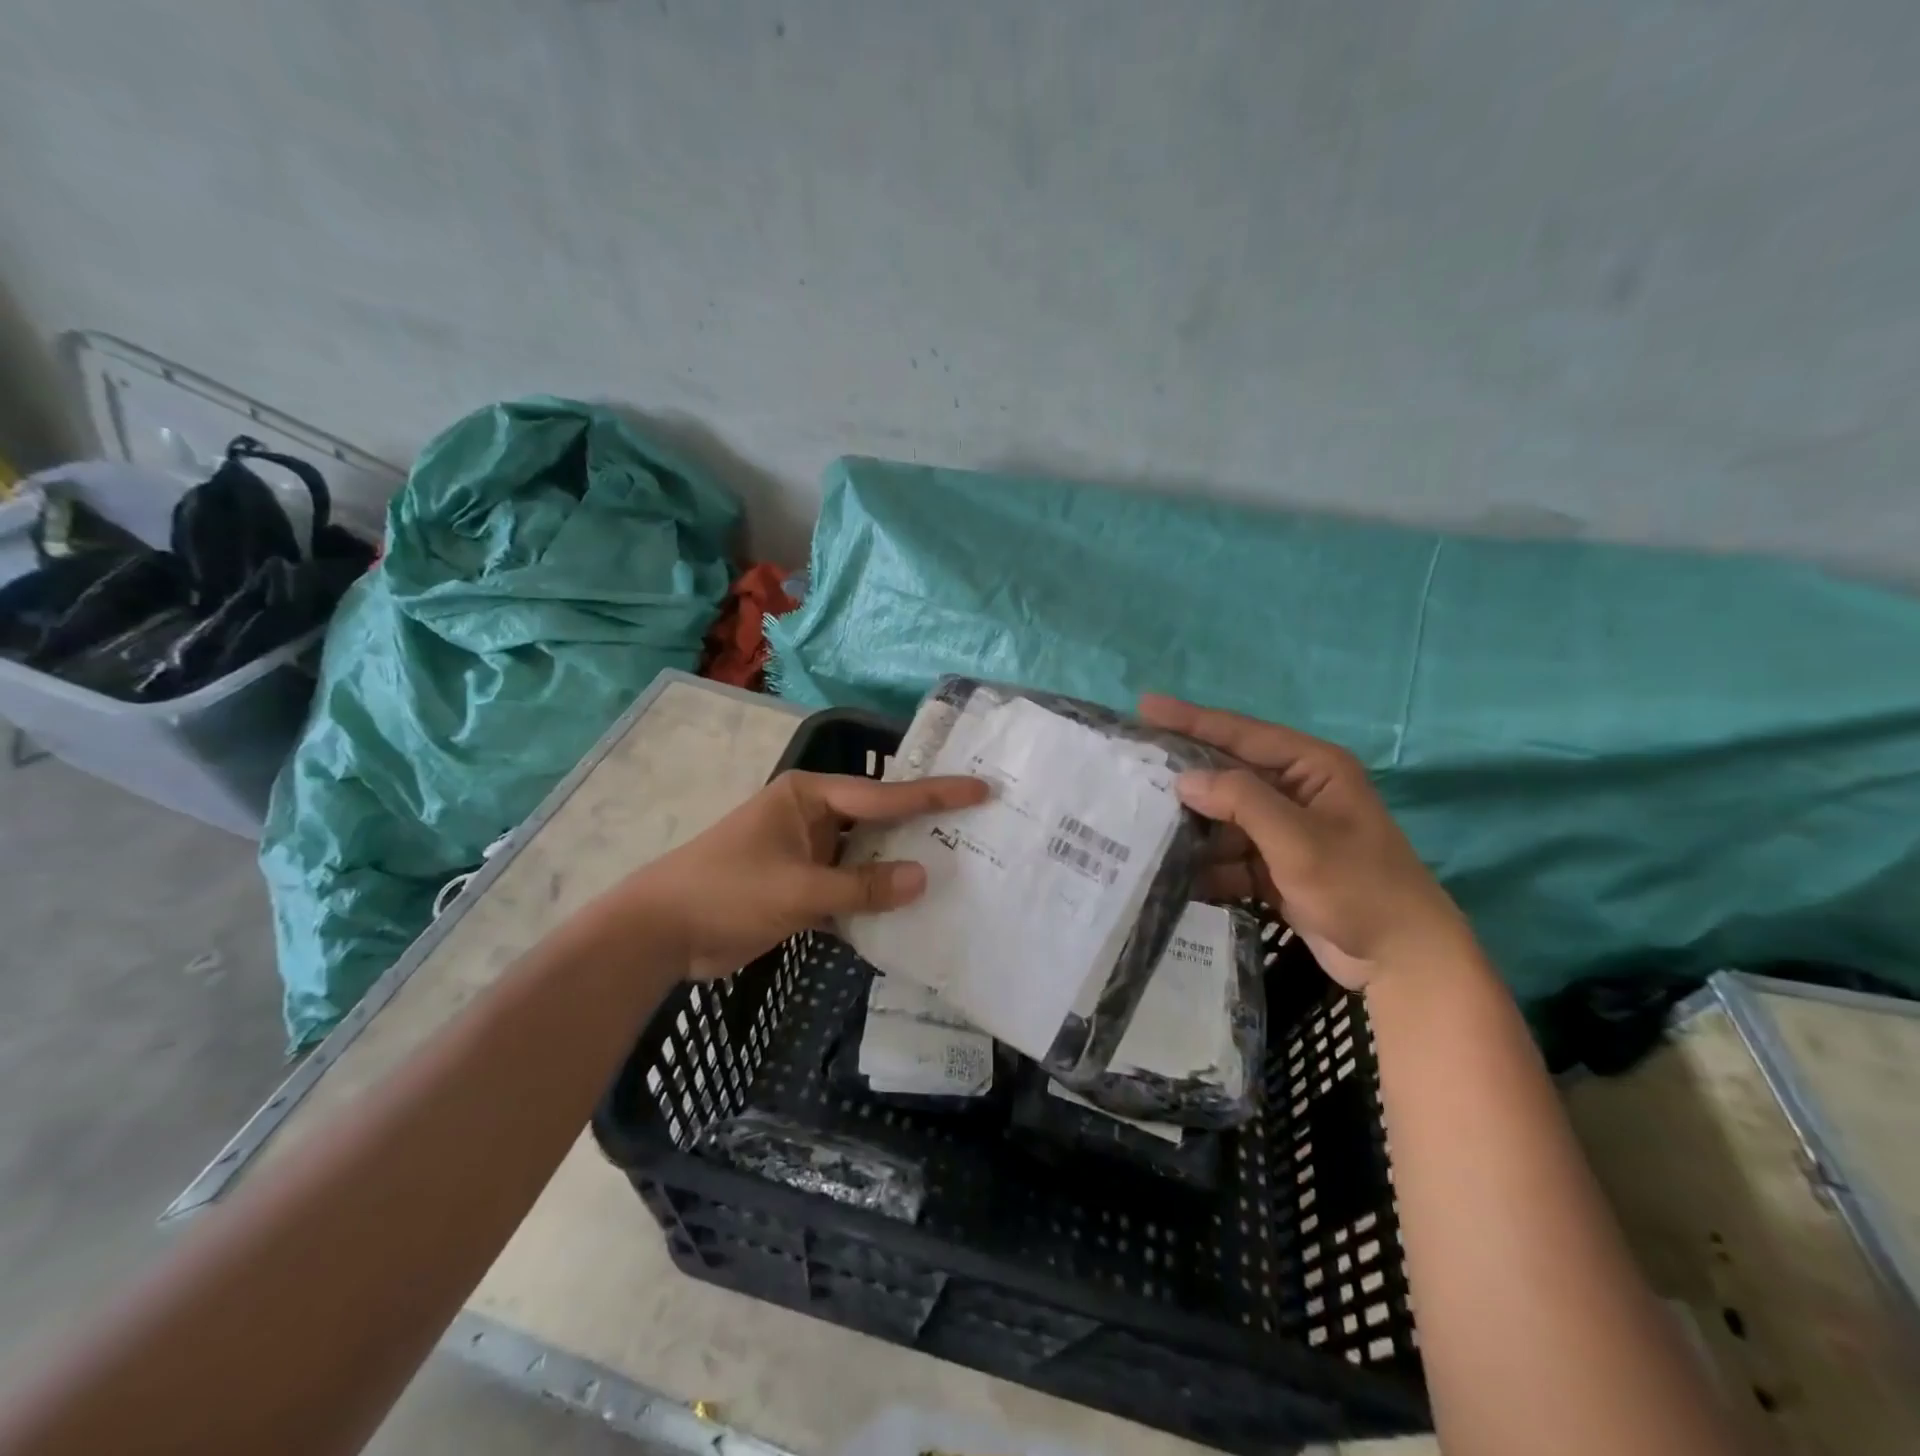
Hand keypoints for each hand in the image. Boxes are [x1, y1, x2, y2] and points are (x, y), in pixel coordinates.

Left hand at [624, 769, 988, 979]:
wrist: (659, 933)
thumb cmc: (726, 892)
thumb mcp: (798, 889)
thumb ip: (862, 887)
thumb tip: (924, 878)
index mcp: (808, 797)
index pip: (883, 795)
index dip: (935, 796)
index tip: (981, 789)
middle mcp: (811, 817)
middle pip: (878, 820)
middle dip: (922, 828)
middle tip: (978, 829)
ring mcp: (807, 853)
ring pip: (866, 857)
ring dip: (899, 868)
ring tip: (956, 870)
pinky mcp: (801, 887)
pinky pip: (849, 887)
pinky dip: (873, 899)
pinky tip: (909, 911)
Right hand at [1139, 695, 1470, 989]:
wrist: (1403, 960)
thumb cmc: (1359, 887)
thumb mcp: (1298, 839)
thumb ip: (1241, 801)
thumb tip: (1184, 779)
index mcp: (1312, 768)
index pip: (1242, 733)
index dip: (1192, 719)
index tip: (1144, 706)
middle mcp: (1297, 791)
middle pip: (1228, 775)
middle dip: (1184, 777)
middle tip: (1132, 768)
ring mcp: (1286, 831)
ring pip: (1225, 819)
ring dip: (1192, 828)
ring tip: (1141, 828)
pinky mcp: (1278, 867)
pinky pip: (1231, 855)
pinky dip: (1208, 866)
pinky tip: (1176, 876)